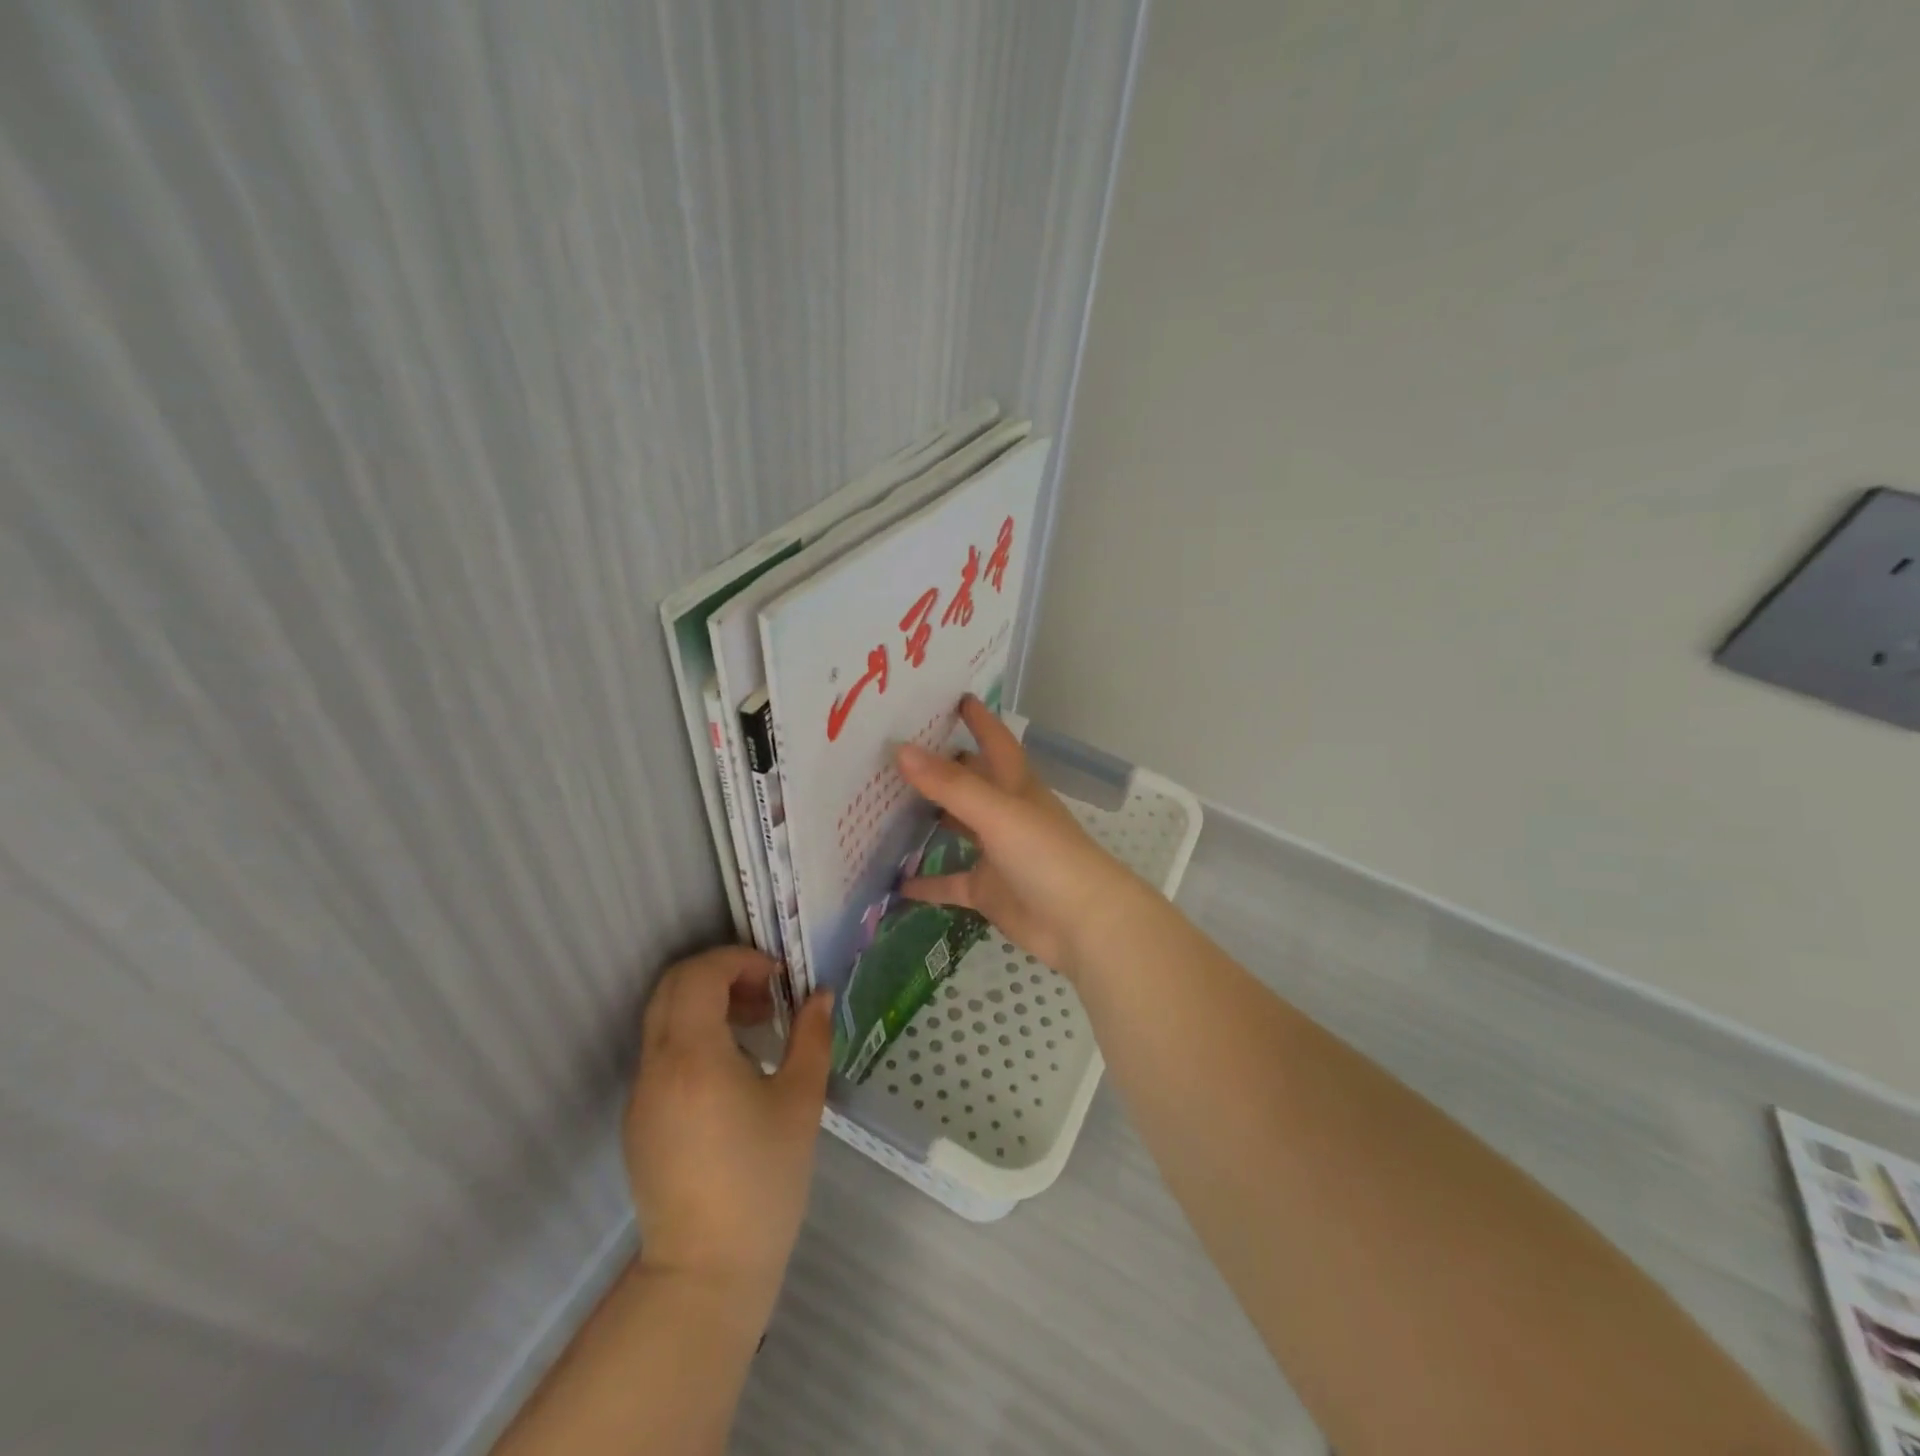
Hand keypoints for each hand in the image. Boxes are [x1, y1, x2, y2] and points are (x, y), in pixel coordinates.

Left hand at [624, 947, 833, 1318]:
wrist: (705, 1273)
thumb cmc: (763, 1182)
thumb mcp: (801, 1103)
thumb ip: (812, 1037)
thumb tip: (820, 995)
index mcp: (694, 1056)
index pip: (700, 975)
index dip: (739, 960)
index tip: (777, 977)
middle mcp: (657, 1066)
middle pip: (673, 986)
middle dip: (720, 973)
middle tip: (766, 993)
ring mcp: (640, 1094)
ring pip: (664, 1017)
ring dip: (706, 1003)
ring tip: (756, 1027)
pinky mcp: (638, 1119)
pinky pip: (662, 1052)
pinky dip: (694, 1035)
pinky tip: (733, 1069)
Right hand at [894, 696, 1144, 979]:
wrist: (1084, 924)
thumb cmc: (1047, 856)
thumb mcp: (998, 813)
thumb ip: (950, 785)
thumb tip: (901, 749)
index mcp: (1016, 786)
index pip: (995, 742)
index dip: (978, 719)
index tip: (952, 696)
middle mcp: (1005, 814)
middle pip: (970, 782)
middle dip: (941, 766)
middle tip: (895, 750)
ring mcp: (996, 854)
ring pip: (957, 829)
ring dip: (928, 820)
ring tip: (883, 806)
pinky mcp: (988, 891)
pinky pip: (950, 883)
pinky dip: (925, 882)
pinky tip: (893, 881)